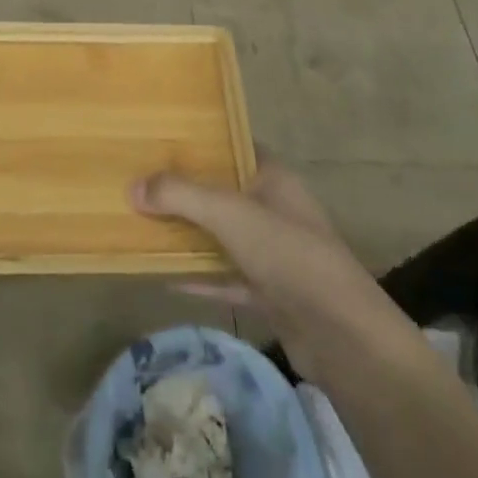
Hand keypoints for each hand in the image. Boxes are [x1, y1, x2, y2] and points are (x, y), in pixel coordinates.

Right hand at [131, 160, 408, 379]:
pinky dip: (199, 277)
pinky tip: (165, 277)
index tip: (158, 138)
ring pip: (222, 235)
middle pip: (222, 191)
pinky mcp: (270, 293)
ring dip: (188, 233)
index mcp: (272, 178)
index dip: (200, 141)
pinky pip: (226, 277)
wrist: (345, 338)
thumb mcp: (230, 214)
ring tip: (142, 223)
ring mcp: (273, 253)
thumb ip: (181, 196)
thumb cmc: (289, 256)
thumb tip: (132, 187)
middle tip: (139, 180)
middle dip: (184, 189)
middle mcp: (274, 209)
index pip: (232, 146)